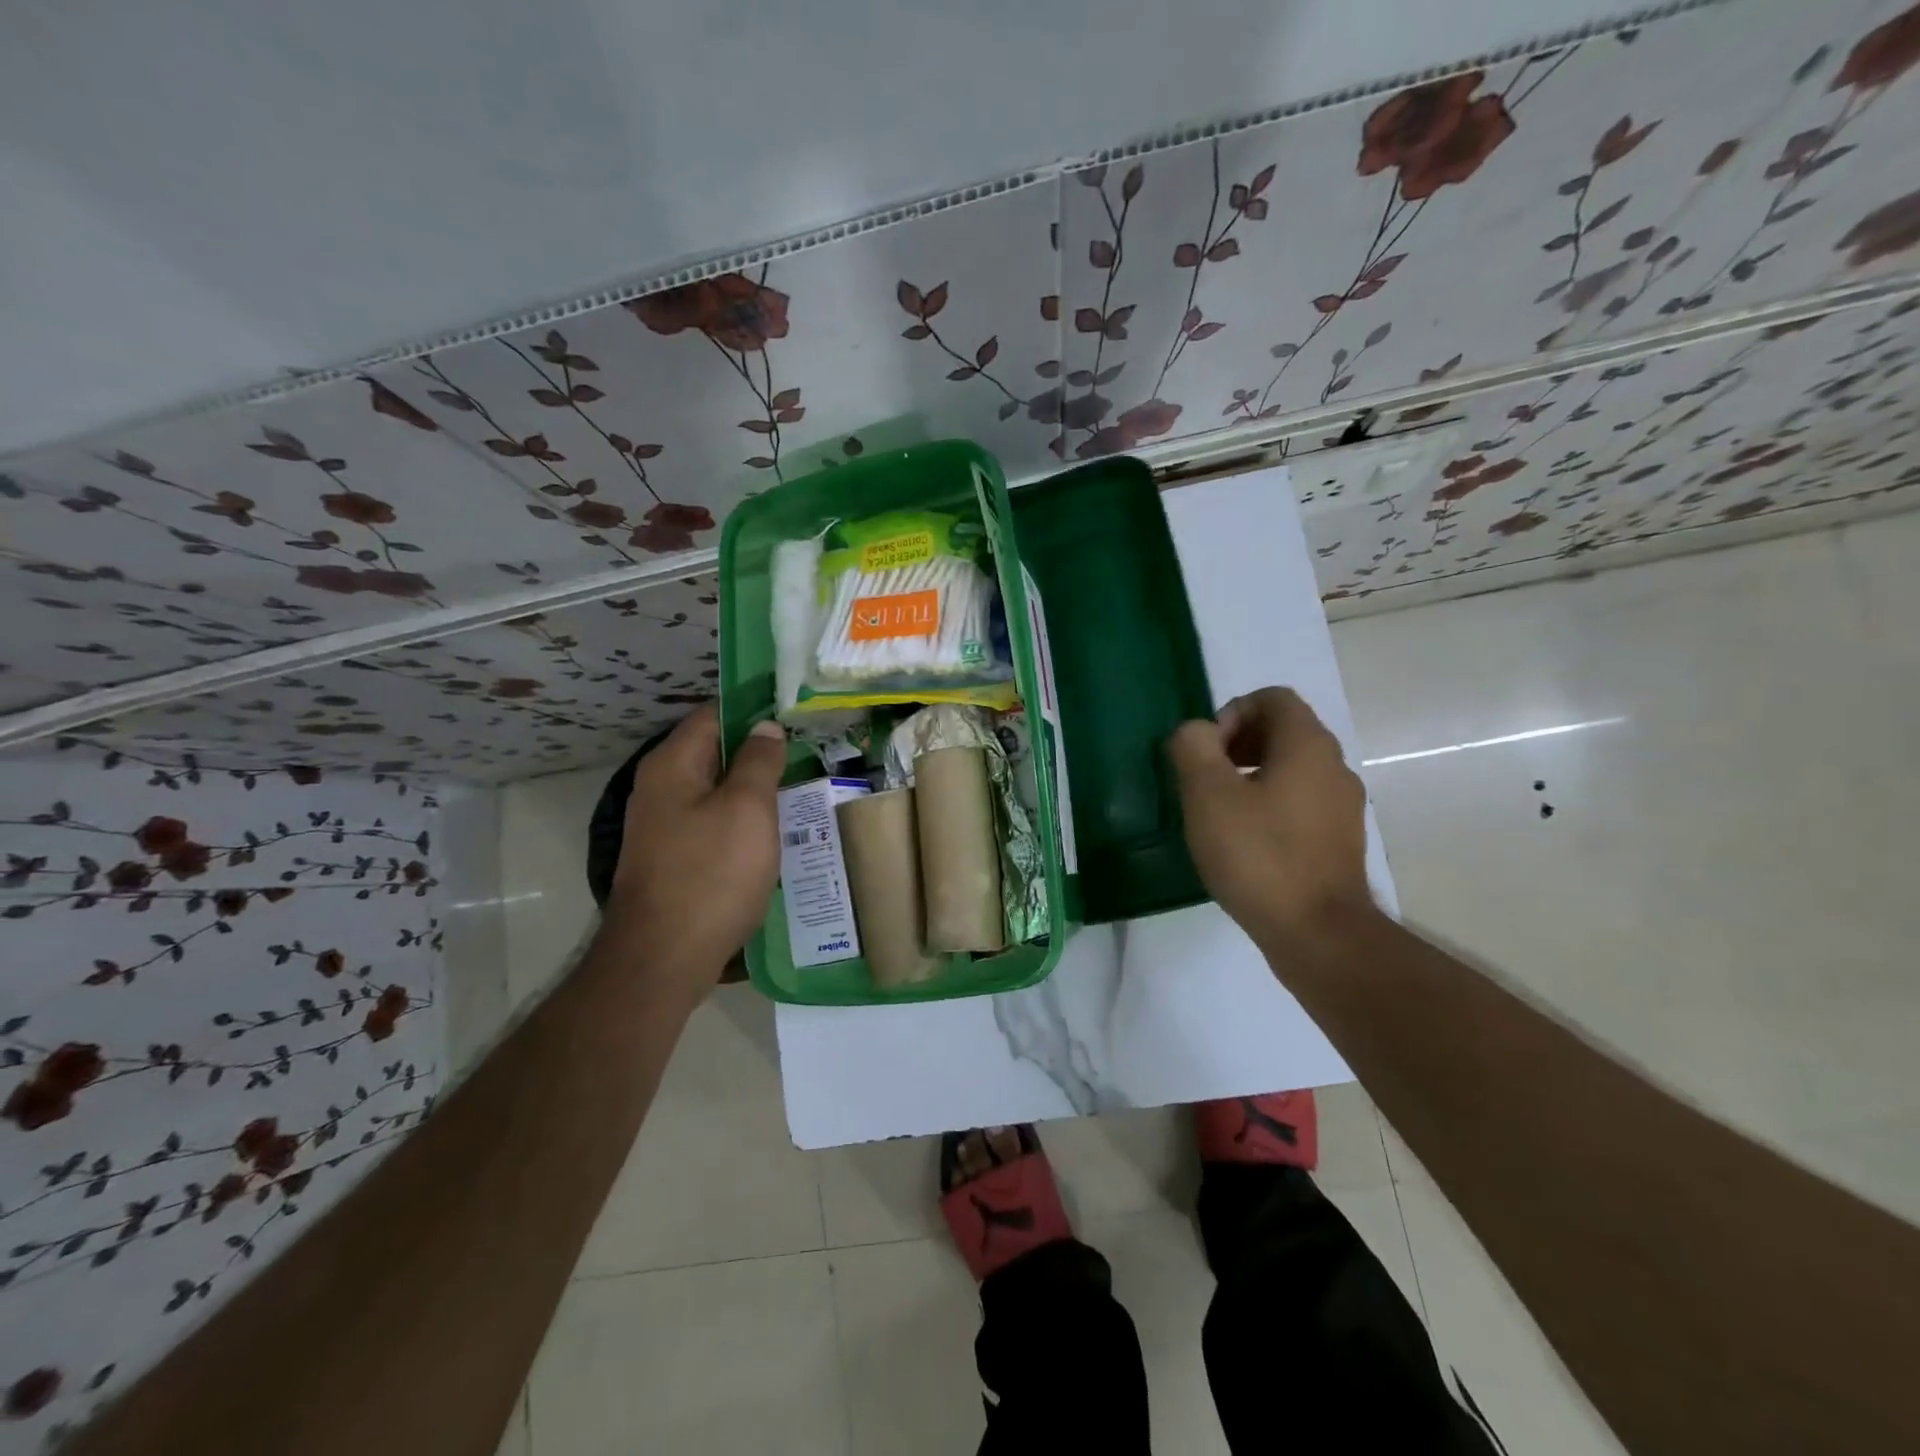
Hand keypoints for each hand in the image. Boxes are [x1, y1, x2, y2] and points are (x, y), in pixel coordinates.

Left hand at [604, 706, 787, 998]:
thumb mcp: (747, 809)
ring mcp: (664, 825)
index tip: (795, 713)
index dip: (755, 709)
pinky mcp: (674, 857)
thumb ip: (759, 761)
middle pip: (715, 752)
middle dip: (759, 751)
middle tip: (808, 752)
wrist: (663, 958)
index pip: (714, 714)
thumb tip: (766, 727)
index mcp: (673, 764)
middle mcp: (661, 787)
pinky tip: (774, 834)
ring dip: (754, 789)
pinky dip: (742, 821)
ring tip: (800, 790)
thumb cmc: (711, 874)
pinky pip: (713, 823)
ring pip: (717, 791)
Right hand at [1167, 687, 1374, 954]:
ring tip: (1217, 813)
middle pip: (1283, 731)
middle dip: (1236, 744)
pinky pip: (1299, 804)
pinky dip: (1268, 807)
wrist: (1318, 934)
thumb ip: (1193, 747)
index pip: (1272, 698)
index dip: (1231, 712)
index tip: (1206, 752)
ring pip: (1290, 770)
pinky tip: (1243, 843)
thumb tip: (1196, 733)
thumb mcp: (1208, 794)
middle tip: (1204, 780)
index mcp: (1307, 745)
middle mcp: (1334, 767)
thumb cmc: (1259, 855)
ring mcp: (1342, 807)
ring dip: (1250, 777)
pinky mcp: (1339, 841)